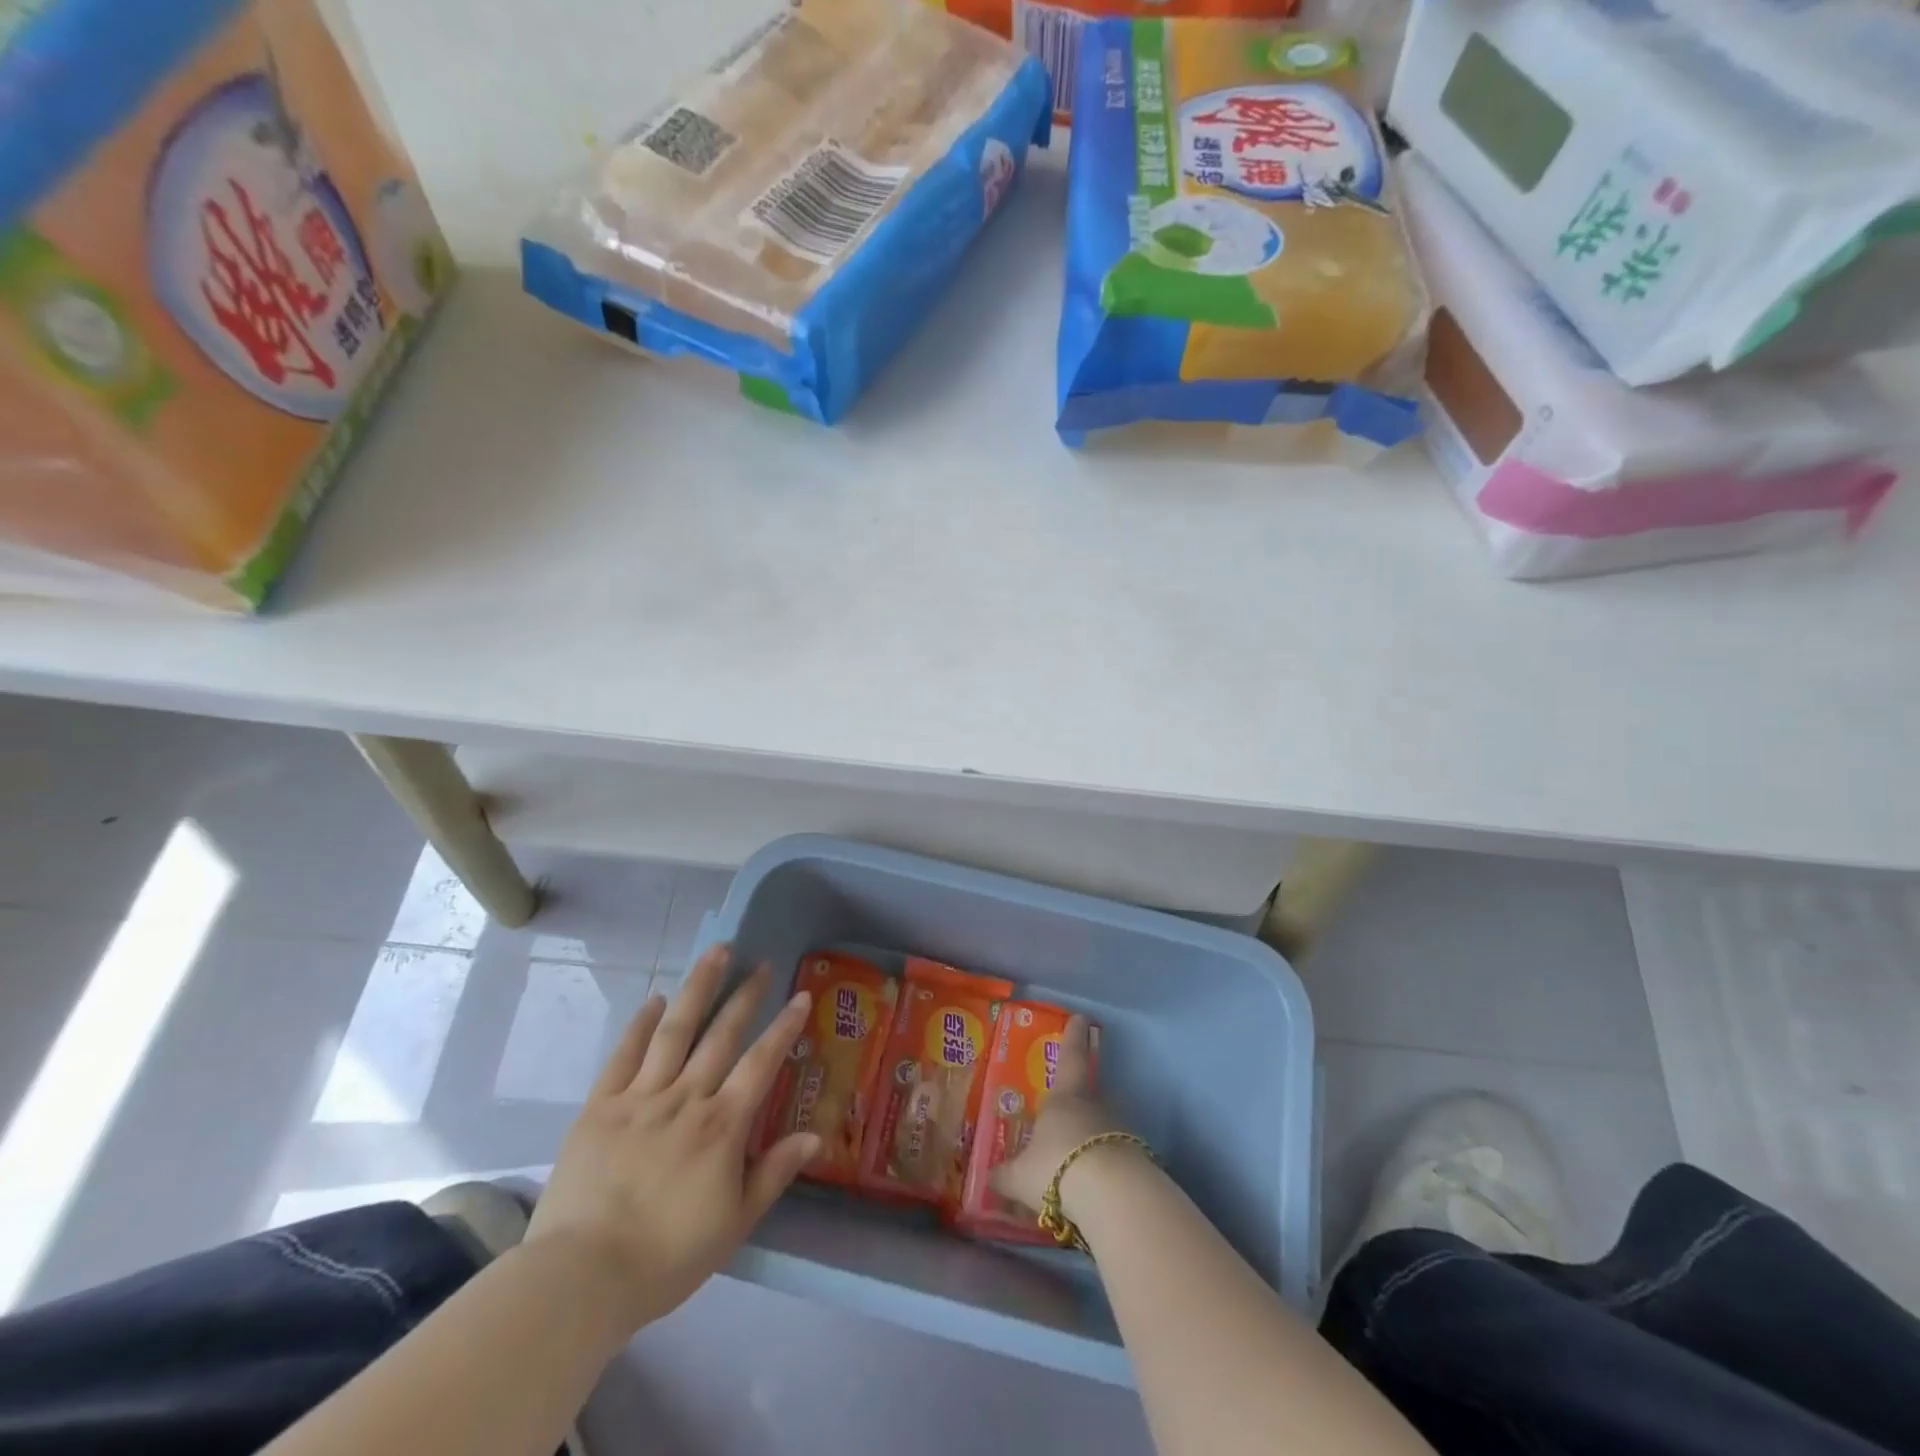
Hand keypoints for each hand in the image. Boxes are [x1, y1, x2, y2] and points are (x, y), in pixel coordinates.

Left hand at [526, 945, 819, 1332]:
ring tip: (716, 953)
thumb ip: (774, 1173)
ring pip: (675, 1031)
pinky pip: (624, 1055)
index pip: (761, 1062)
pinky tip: (655, 1000)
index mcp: (722, 1126)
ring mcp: (640, 1098)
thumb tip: (815, 1135)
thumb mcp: (734, 1224)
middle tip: (759, 963)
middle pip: (721, 1034)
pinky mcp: (600, 1107)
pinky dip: (641, 1024)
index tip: (801, 995)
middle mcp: (686, 1098)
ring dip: (698, 988)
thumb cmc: (666, 1257)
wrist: (581, 1278)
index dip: (784, 1027)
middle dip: (744, 995)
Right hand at [989, 1014, 1135, 1220]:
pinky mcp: (1138, 1157)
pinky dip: (1105, 1164)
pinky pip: (1116, 1154)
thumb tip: (988, 1176)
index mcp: (1065, 1096)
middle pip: (1090, 1092)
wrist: (1113, 1195)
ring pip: (1104, 1124)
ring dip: (1093, 1136)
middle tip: (1069, 1112)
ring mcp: (1120, 1129)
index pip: (1070, 1056)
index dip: (1073, 1036)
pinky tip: (1095, 1185)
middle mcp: (1095, 1105)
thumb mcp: (1021, 1176)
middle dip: (1081, 1100)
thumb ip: (1005, 1175)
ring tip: (1078, 1158)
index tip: (1082, 1017)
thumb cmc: (1058, 1168)